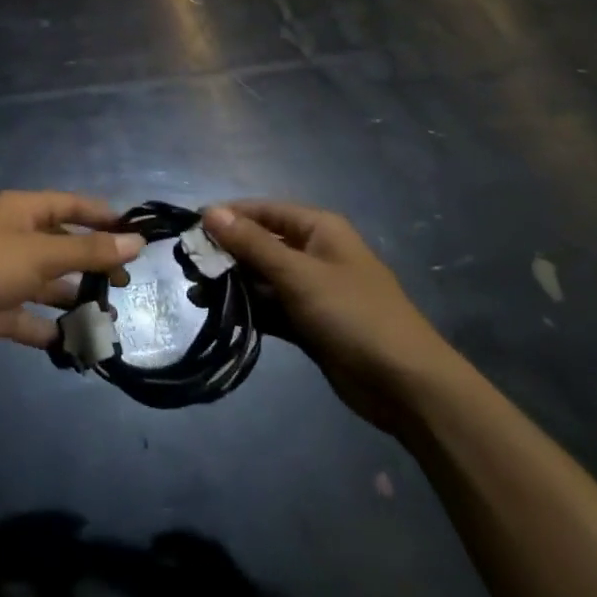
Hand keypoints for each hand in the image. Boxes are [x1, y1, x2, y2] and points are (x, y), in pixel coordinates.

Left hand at [0, 192, 143, 366]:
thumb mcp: (42, 254)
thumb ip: (89, 250)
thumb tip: (136, 241)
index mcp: (19, 211)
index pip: (67, 205)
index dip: (99, 215)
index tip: (134, 233)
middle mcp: (10, 237)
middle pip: (59, 245)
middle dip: (90, 262)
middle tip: (123, 283)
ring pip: (45, 283)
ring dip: (73, 298)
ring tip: (106, 317)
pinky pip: (28, 317)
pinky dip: (49, 328)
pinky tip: (74, 343)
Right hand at [203, 202, 453, 429]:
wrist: (407, 386)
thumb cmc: (354, 315)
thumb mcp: (298, 274)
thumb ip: (252, 244)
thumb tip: (210, 212)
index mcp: (318, 229)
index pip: (263, 210)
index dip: (228, 216)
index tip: (190, 227)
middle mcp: (314, 253)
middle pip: (261, 243)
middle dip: (226, 253)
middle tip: (188, 265)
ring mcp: (312, 290)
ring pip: (263, 277)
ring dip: (233, 283)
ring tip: (196, 292)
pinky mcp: (309, 323)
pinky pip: (271, 307)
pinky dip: (248, 309)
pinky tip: (219, 313)